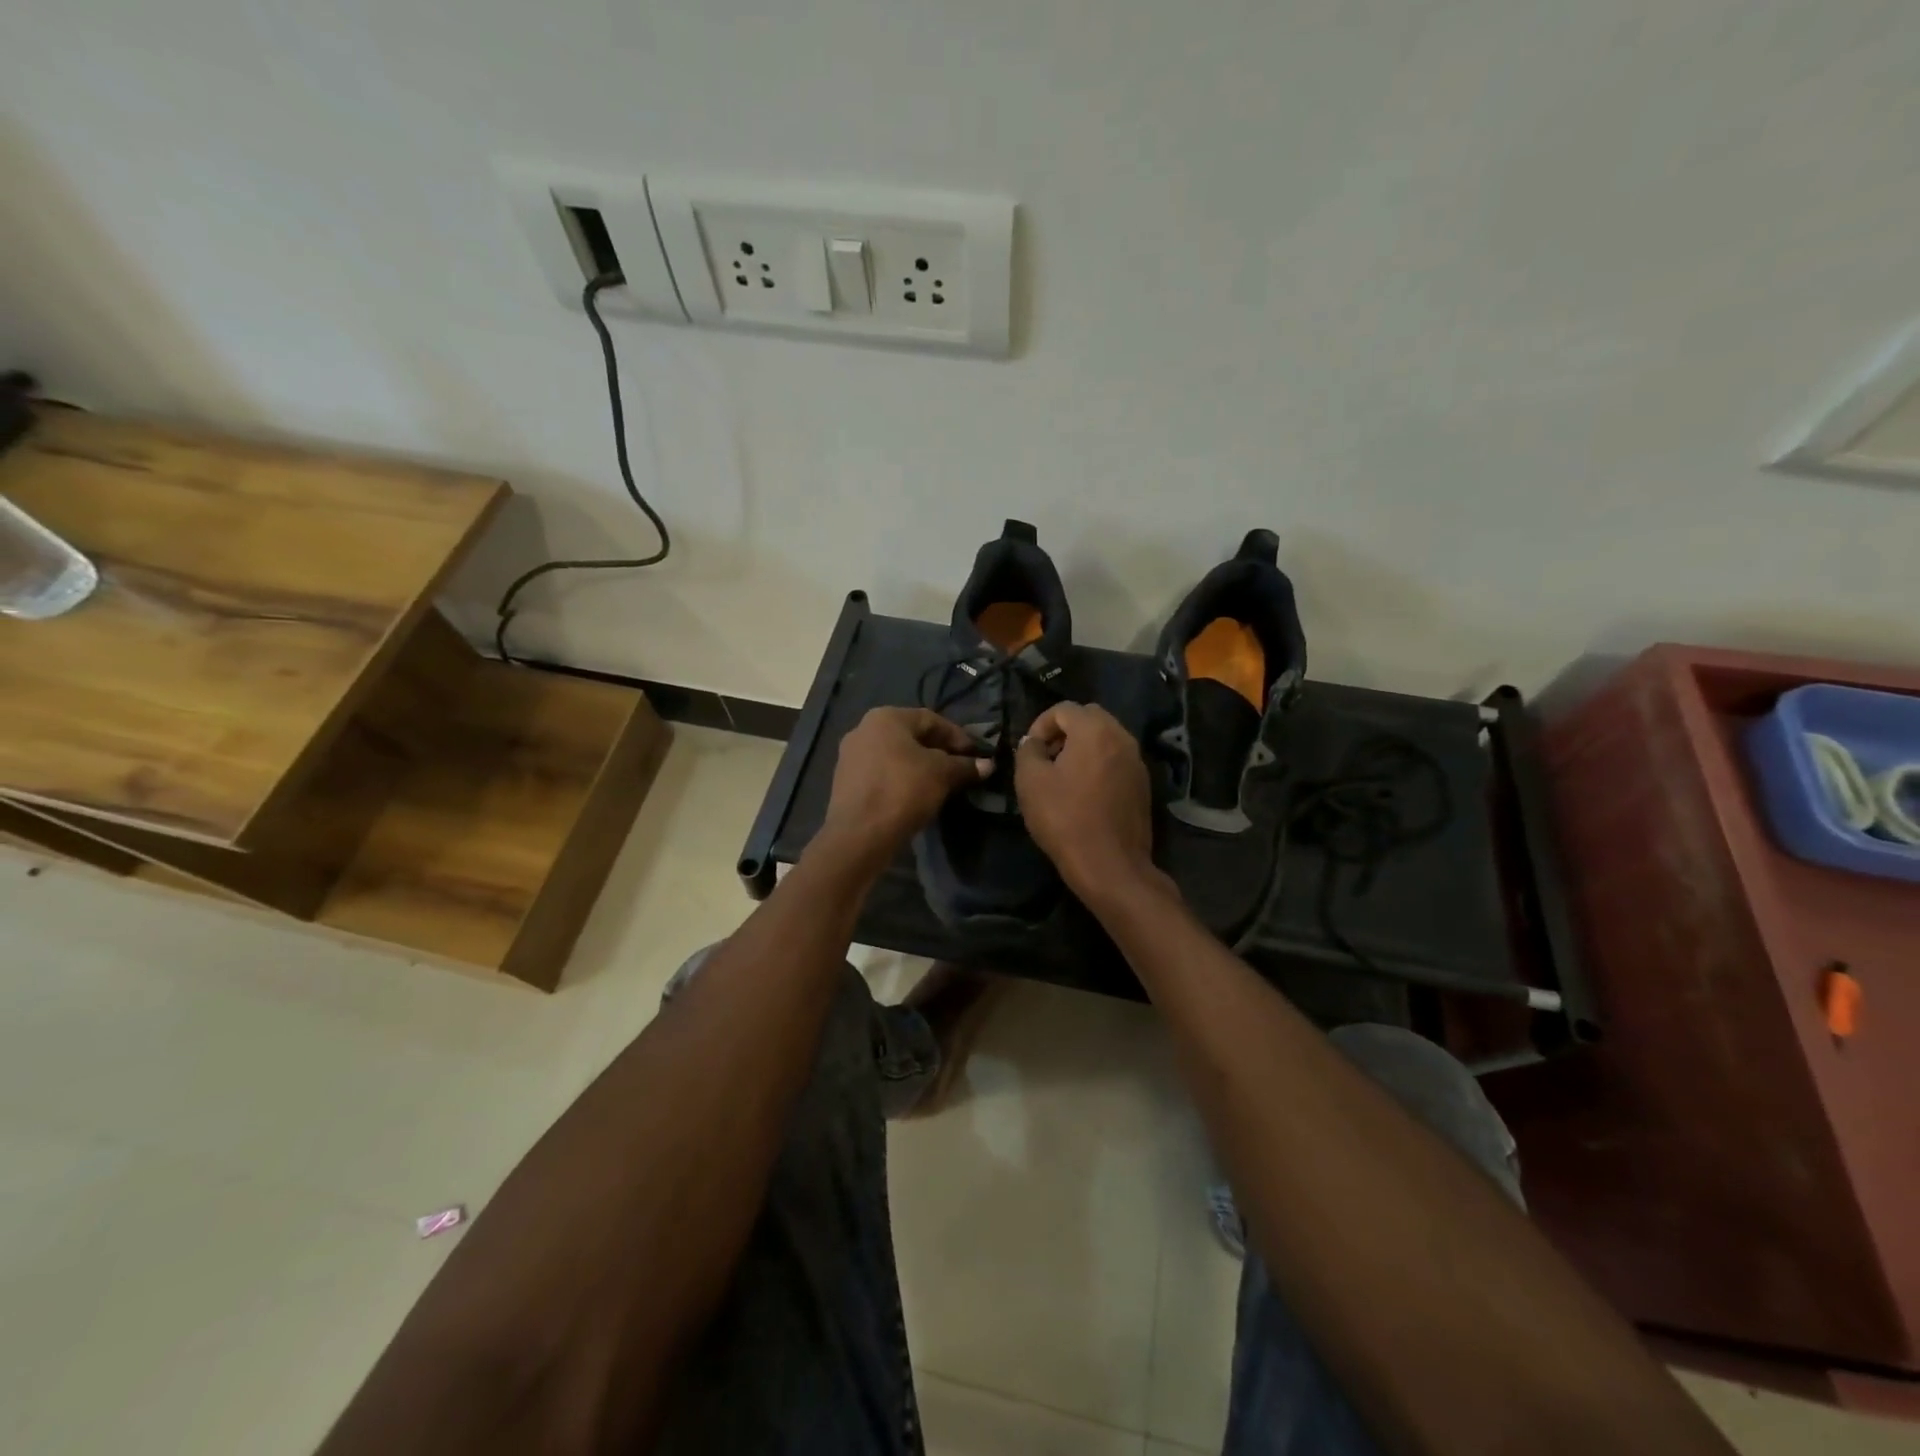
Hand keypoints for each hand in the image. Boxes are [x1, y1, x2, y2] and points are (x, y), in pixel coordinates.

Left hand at [817, 707, 990, 868]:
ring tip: (941, 785)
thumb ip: (965, 766)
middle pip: (911, 736)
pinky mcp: (845, 783)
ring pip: (896, 756)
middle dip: (939, 752)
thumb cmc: (903, 790)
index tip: (975, 755)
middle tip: (960, 770)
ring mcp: (850, 756)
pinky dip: (901, 780)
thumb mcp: (942, 774)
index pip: (931, 719)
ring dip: (920, 767)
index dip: (957, 736)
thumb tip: (988, 765)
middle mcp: (863, 729)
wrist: (859, 835)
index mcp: (885, 717)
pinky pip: (882, 774)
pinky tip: (916, 797)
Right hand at [1014, 702, 1165, 903]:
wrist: (1110, 865)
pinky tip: (1085, 792)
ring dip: (1083, 747)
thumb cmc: (1065, 818)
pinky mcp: (1143, 784)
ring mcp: (1137, 761)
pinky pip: (1117, 760)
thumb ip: (1028, 751)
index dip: (1040, 724)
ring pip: (1106, 738)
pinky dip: (1099, 764)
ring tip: (1063, 775)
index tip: (1029, 750)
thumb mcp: (1030, 782)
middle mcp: (1122, 737)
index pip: (1063, 708)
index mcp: (1095, 730)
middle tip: (1047, 757)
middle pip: (1090, 717)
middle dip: (1065, 730)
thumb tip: (1034, 742)